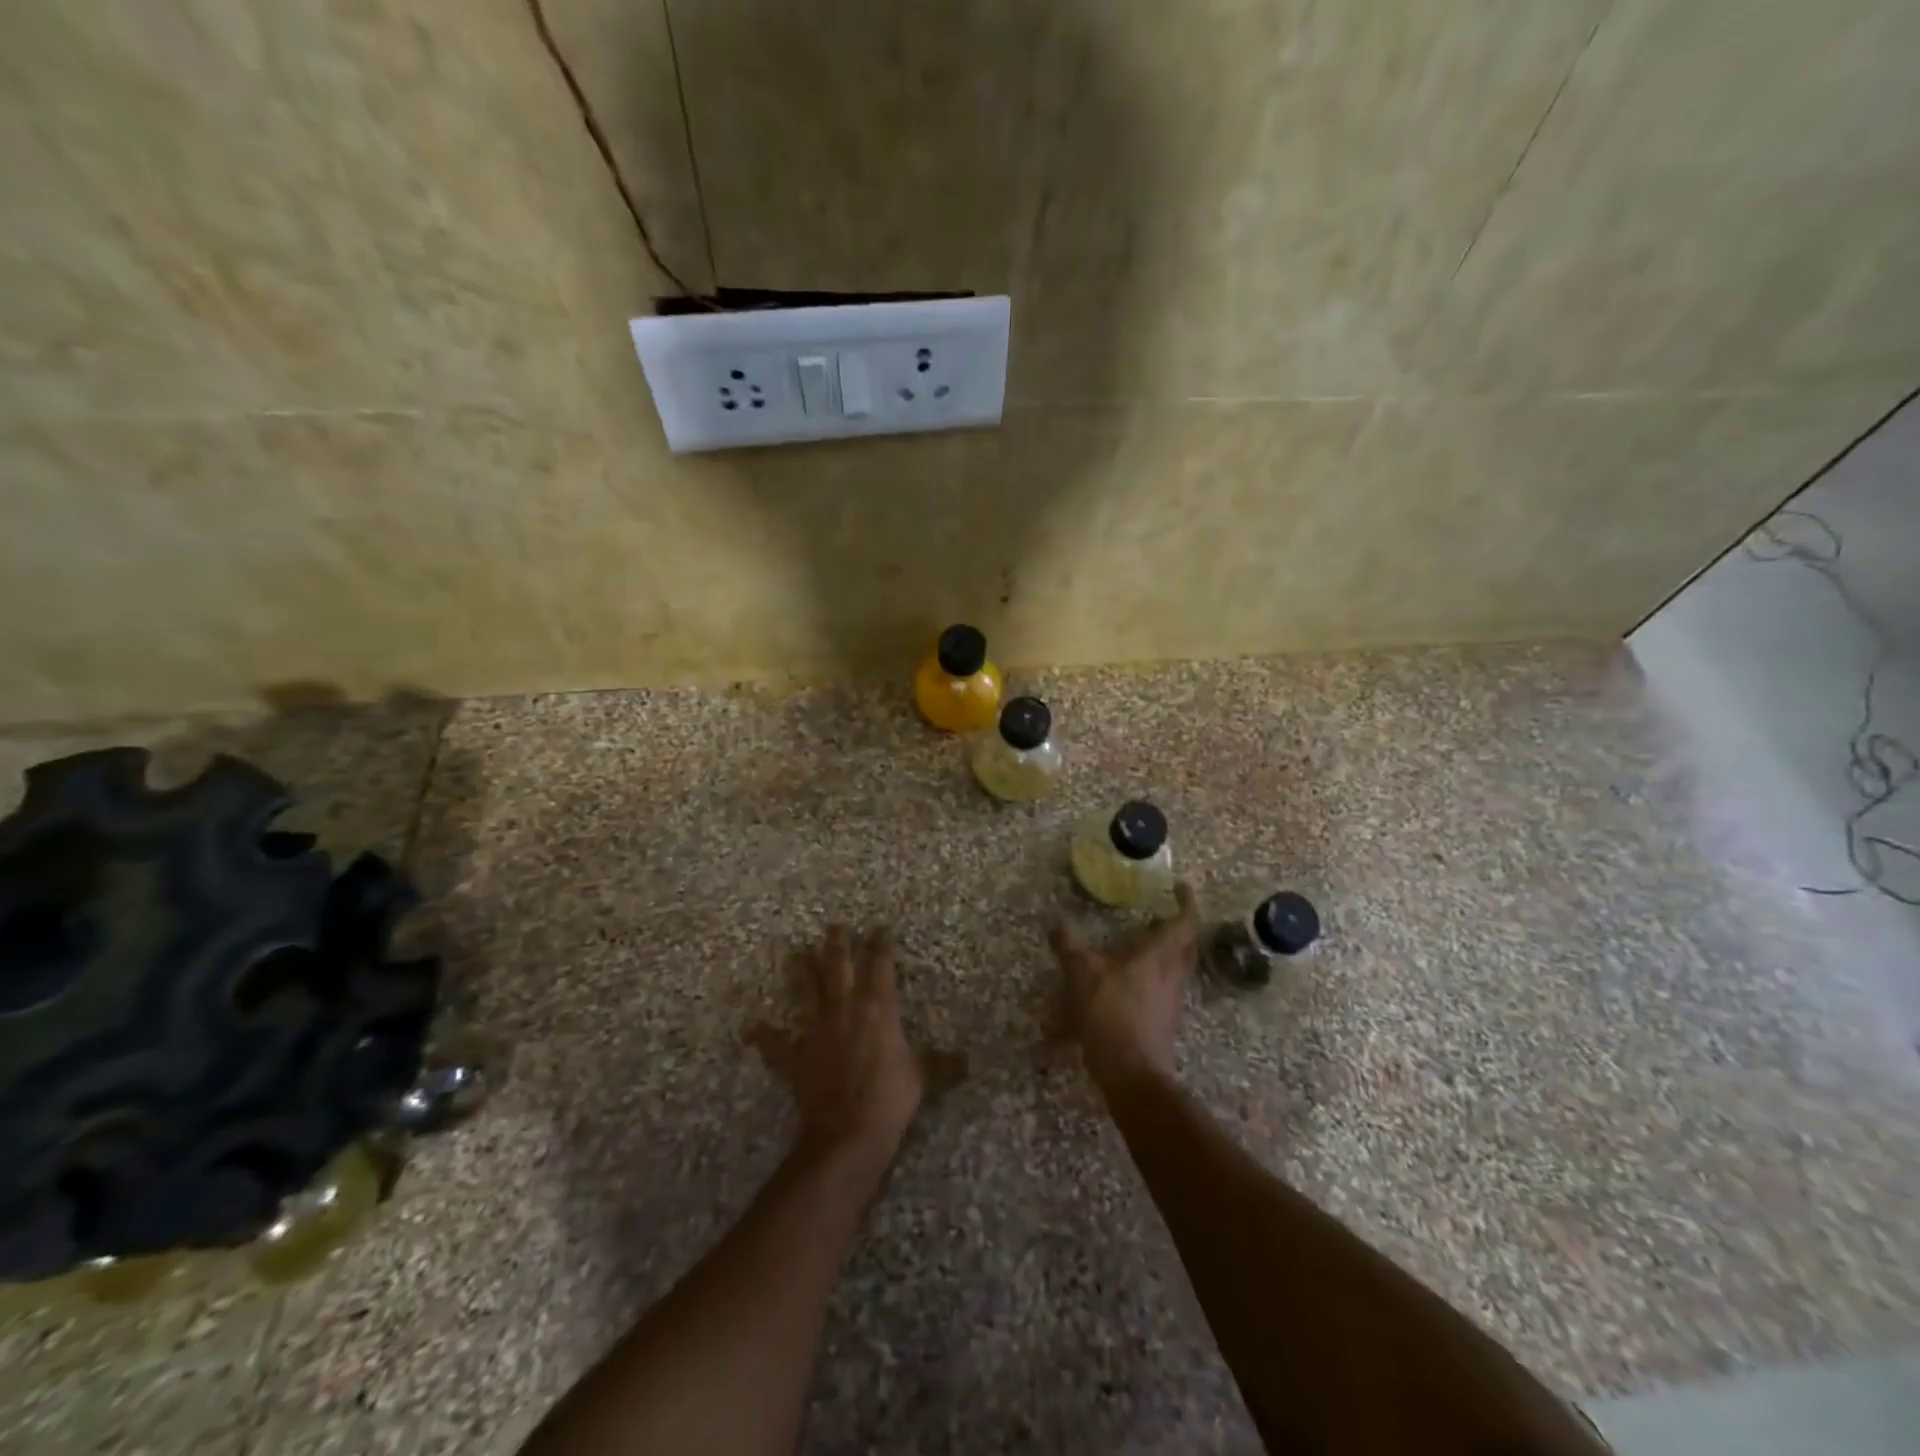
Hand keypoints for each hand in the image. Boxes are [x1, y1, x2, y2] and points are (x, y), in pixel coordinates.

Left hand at [745, 925, 929, 1170]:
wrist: (847, 1132)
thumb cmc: (890, 1098)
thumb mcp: (922, 1077)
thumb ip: (942, 1064)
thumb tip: (968, 1062)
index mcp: (878, 1008)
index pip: (881, 966)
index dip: (882, 945)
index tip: (881, 928)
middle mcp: (845, 1009)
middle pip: (838, 967)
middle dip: (837, 945)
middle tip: (834, 926)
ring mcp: (816, 1030)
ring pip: (806, 991)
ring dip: (800, 972)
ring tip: (795, 953)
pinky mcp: (796, 1056)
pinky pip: (776, 1043)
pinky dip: (763, 1035)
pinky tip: (750, 1027)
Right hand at [1050, 882, 1199, 1089]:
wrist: (1132, 1074)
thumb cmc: (1112, 1014)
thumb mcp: (1082, 974)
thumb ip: (1069, 946)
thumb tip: (1057, 923)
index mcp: (1160, 956)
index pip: (1185, 922)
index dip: (1186, 902)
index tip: (1180, 887)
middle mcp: (1173, 975)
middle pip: (1186, 945)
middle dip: (1179, 926)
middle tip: (1161, 913)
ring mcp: (1171, 1000)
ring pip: (1177, 967)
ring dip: (1166, 952)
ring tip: (1142, 943)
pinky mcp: (1164, 1021)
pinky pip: (1165, 988)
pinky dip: (1153, 976)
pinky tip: (1129, 981)